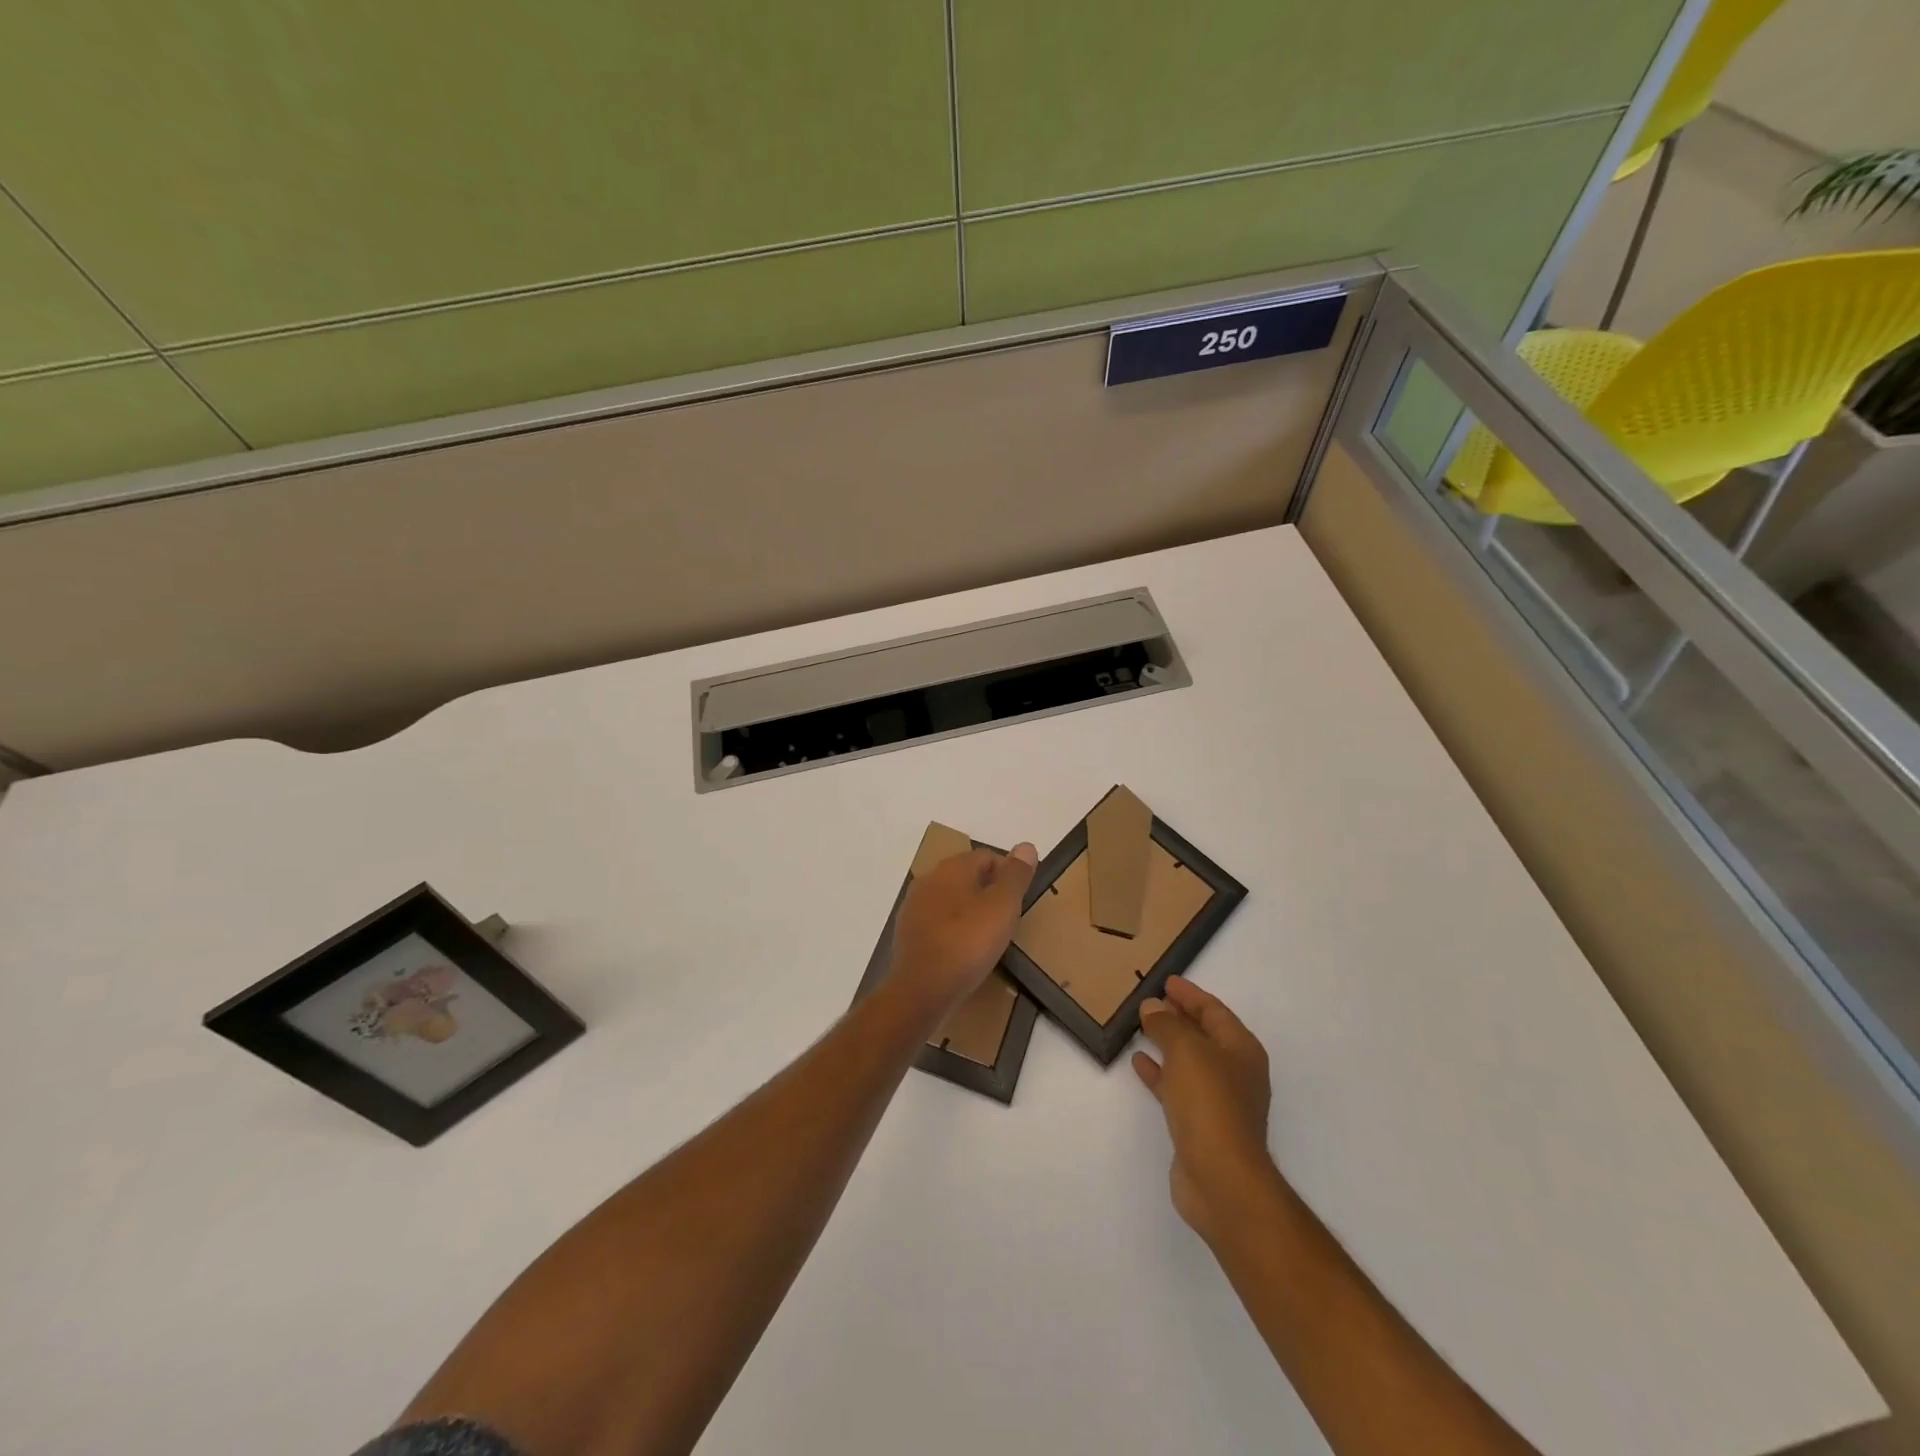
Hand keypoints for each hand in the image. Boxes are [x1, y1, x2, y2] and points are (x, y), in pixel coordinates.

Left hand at [889, 843, 1037, 1013]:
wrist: (922, 988)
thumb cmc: (968, 942)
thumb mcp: (1003, 906)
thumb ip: (1016, 875)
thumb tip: (1026, 846)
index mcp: (952, 867)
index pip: (987, 856)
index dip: (1008, 874)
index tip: (1020, 901)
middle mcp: (929, 878)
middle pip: (967, 876)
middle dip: (988, 892)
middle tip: (1007, 920)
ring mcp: (914, 905)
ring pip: (950, 898)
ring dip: (969, 910)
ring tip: (987, 937)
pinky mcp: (906, 931)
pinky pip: (937, 921)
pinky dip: (952, 929)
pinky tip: (962, 950)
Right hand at [1133, 977, 1277, 1245]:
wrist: (1221, 1178)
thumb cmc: (1210, 1104)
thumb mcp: (1186, 1051)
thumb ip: (1167, 1025)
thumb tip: (1153, 1007)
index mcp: (1241, 1049)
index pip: (1214, 1011)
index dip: (1190, 994)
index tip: (1166, 981)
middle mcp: (1235, 1072)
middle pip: (1204, 1035)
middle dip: (1179, 1017)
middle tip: (1151, 1001)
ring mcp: (1219, 1101)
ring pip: (1190, 1061)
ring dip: (1167, 1043)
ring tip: (1141, 1027)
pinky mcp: (1201, 1125)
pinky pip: (1178, 1087)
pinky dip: (1160, 1073)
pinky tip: (1139, 1064)